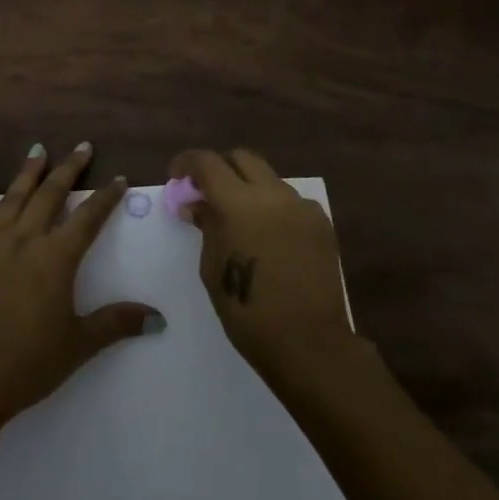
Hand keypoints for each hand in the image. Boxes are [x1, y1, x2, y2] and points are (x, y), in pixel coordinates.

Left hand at [0, 142, 160, 420]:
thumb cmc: (30, 362)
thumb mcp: (79, 344)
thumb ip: (117, 323)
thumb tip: (159, 317)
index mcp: (57, 259)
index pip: (88, 218)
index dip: (106, 197)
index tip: (118, 179)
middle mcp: (26, 239)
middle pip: (52, 195)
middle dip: (70, 169)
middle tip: (83, 147)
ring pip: (16, 195)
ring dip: (31, 170)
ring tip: (41, 148)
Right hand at [170, 148, 354, 376]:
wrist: (308, 341)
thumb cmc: (247, 310)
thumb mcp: (212, 268)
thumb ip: (206, 226)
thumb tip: (197, 204)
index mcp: (239, 203)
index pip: (208, 162)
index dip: (187, 163)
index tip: (176, 175)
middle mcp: (273, 194)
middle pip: (243, 158)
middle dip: (220, 168)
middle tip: (207, 191)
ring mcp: (301, 206)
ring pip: (269, 179)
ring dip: (249, 188)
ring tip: (240, 219)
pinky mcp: (322, 223)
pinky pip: (291, 202)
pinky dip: (273, 207)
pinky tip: (269, 237)